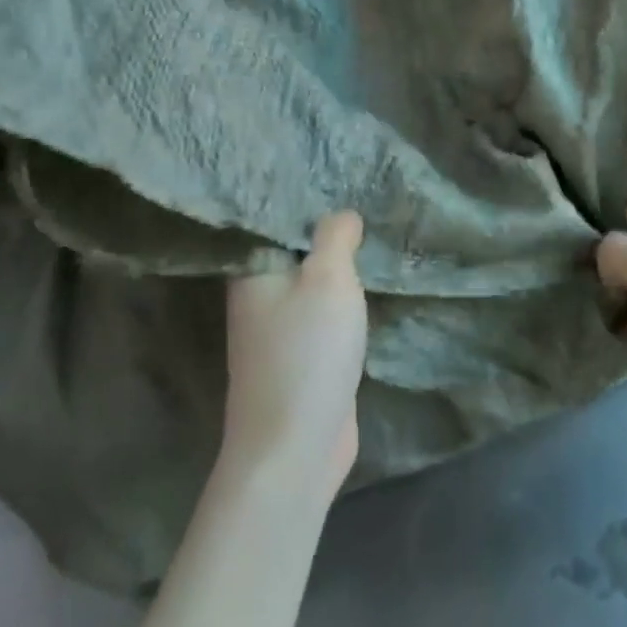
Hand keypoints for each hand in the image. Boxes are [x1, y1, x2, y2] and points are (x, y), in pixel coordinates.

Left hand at [222, 212, 368, 502]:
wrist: (295, 447)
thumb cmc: (307, 352)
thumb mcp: (327, 279)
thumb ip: (335, 238)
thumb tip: (342, 214)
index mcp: (253, 272)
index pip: (275, 221)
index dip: (306, 200)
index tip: (340, 178)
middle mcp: (259, 298)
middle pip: (296, 253)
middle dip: (328, 234)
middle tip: (368, 200)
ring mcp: (279, 333)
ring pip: (312, 286)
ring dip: (339, 269)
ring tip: (373, 235)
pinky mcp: (302, 360)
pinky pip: (324, 317)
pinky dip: (344, 302)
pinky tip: (369, 286)